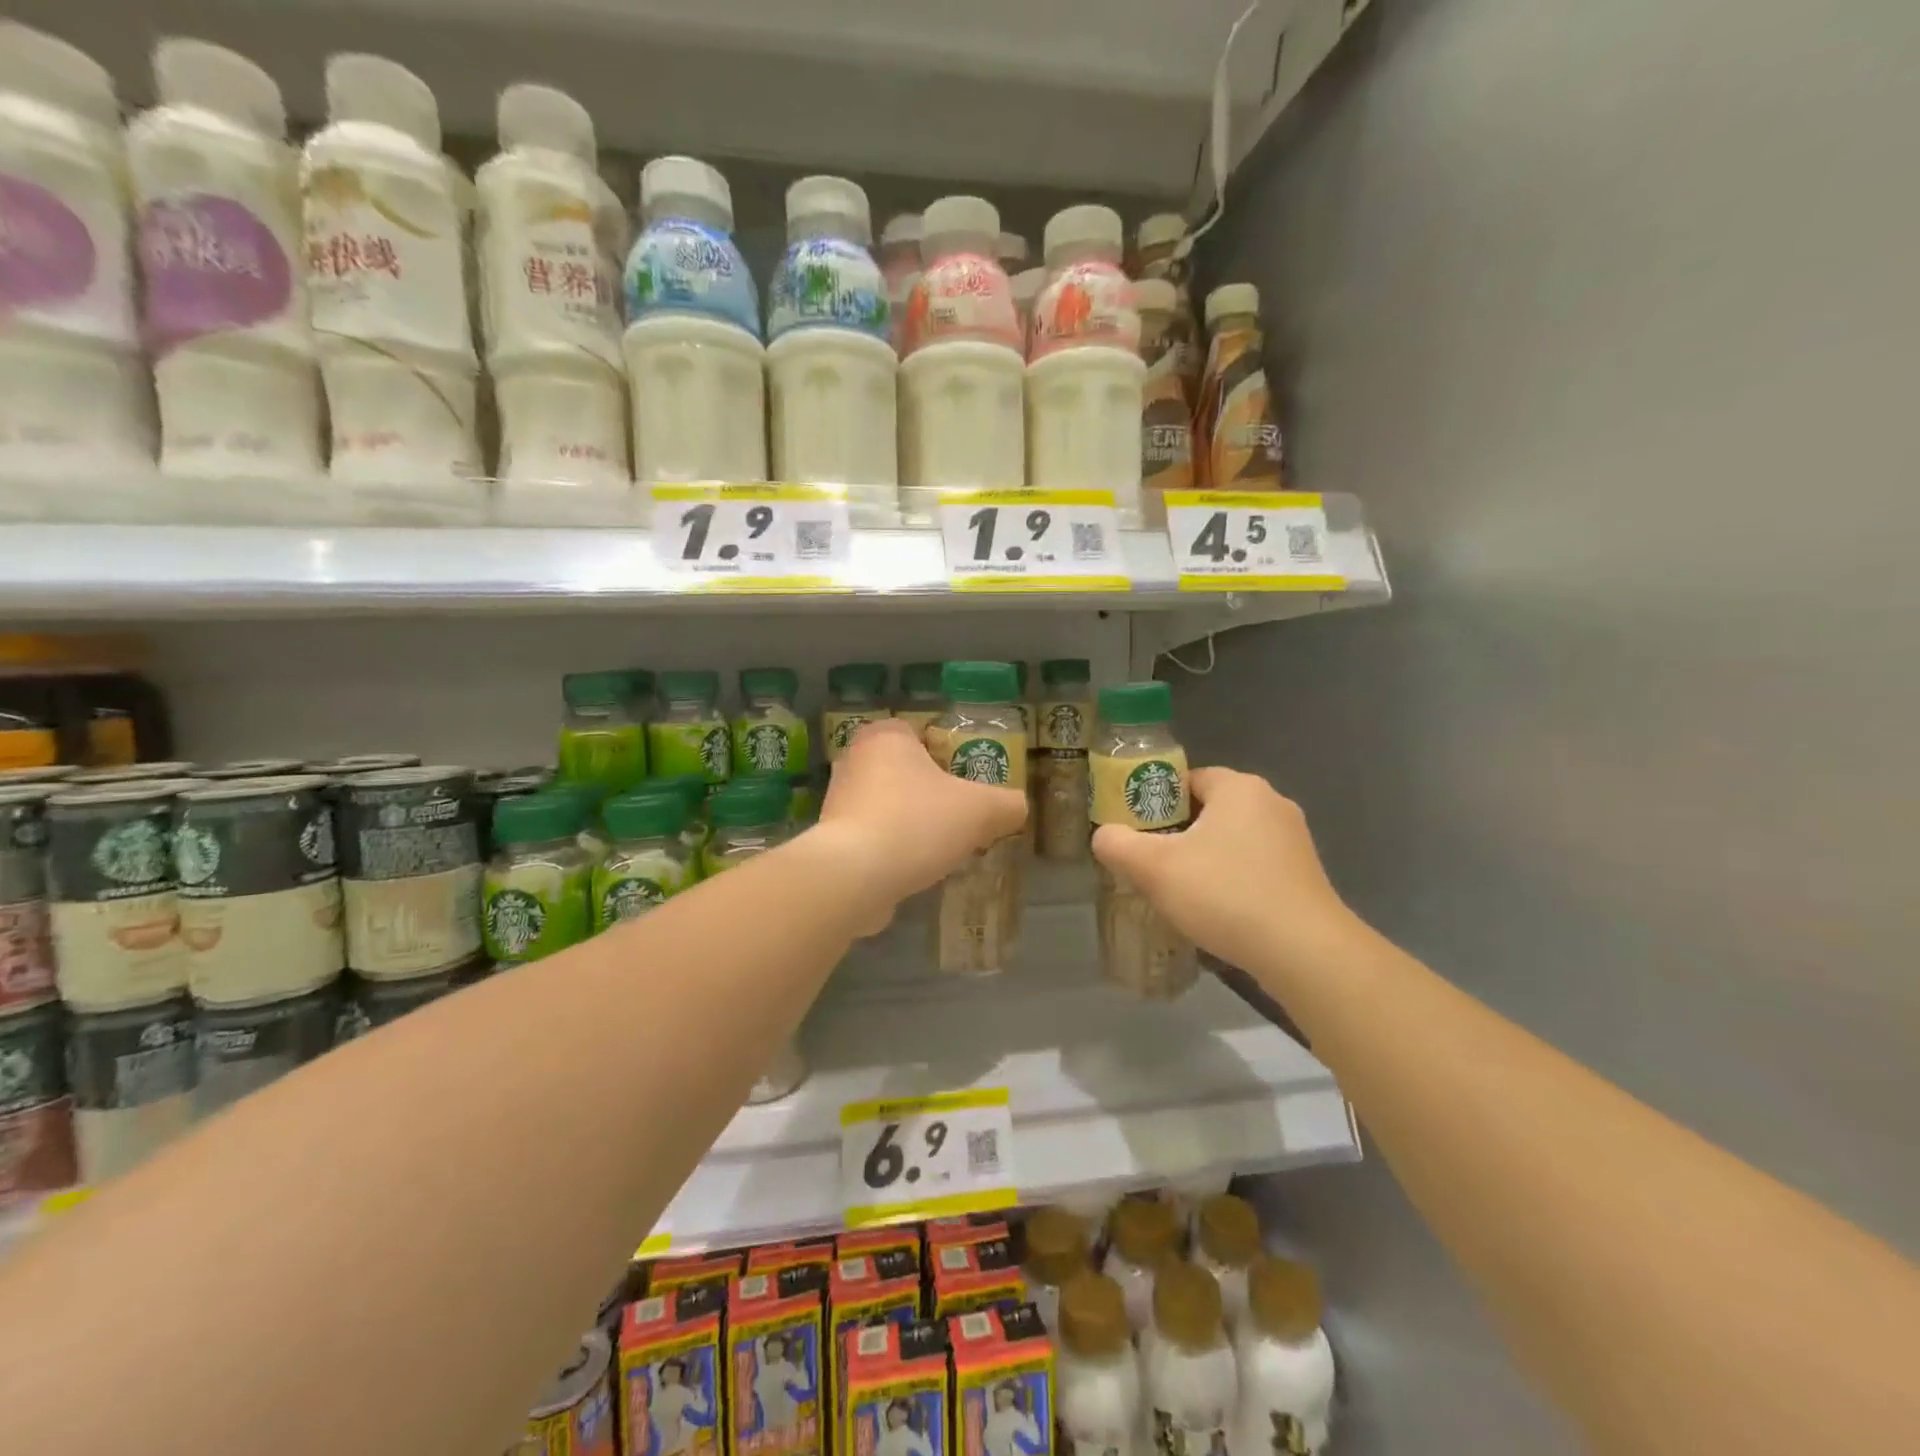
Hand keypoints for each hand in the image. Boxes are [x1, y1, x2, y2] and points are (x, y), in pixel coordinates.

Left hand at [811, 719, 1026, 913]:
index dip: (949, 757)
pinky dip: (891, 849)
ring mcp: (838, 799)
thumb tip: (1016, 808)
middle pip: (906, 771)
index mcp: (886, 737)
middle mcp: (855, 759)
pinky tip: (913, 869)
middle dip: (930, 793)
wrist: (854, 876)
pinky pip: (872, 836)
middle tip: (959, 818)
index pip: (922, 734)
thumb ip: (1007, 804)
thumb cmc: (917, 823)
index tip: (967, 785)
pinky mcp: (831, 838)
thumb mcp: (980, 810)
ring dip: (911, 823)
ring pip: (888, 805)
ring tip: (940, 848)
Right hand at [1091, 767, 1358, 973]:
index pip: (1187, 778)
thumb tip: (1103, 836)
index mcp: (1239, 788)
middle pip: (1210, 809)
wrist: (1304, 953)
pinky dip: (1232, 879)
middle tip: (1150, 861)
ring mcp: (1294, 841)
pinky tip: (1216, 909)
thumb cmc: (1226, 894)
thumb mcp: (1154, 868)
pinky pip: (1255, 866)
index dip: (1156, 800)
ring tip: (1178, 889)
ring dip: (1205, 858)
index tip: (1136, 829)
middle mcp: (1272, 804)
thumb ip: (1118, 844)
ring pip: (1233, 840)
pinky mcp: (1305, 876)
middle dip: (1177, 832)